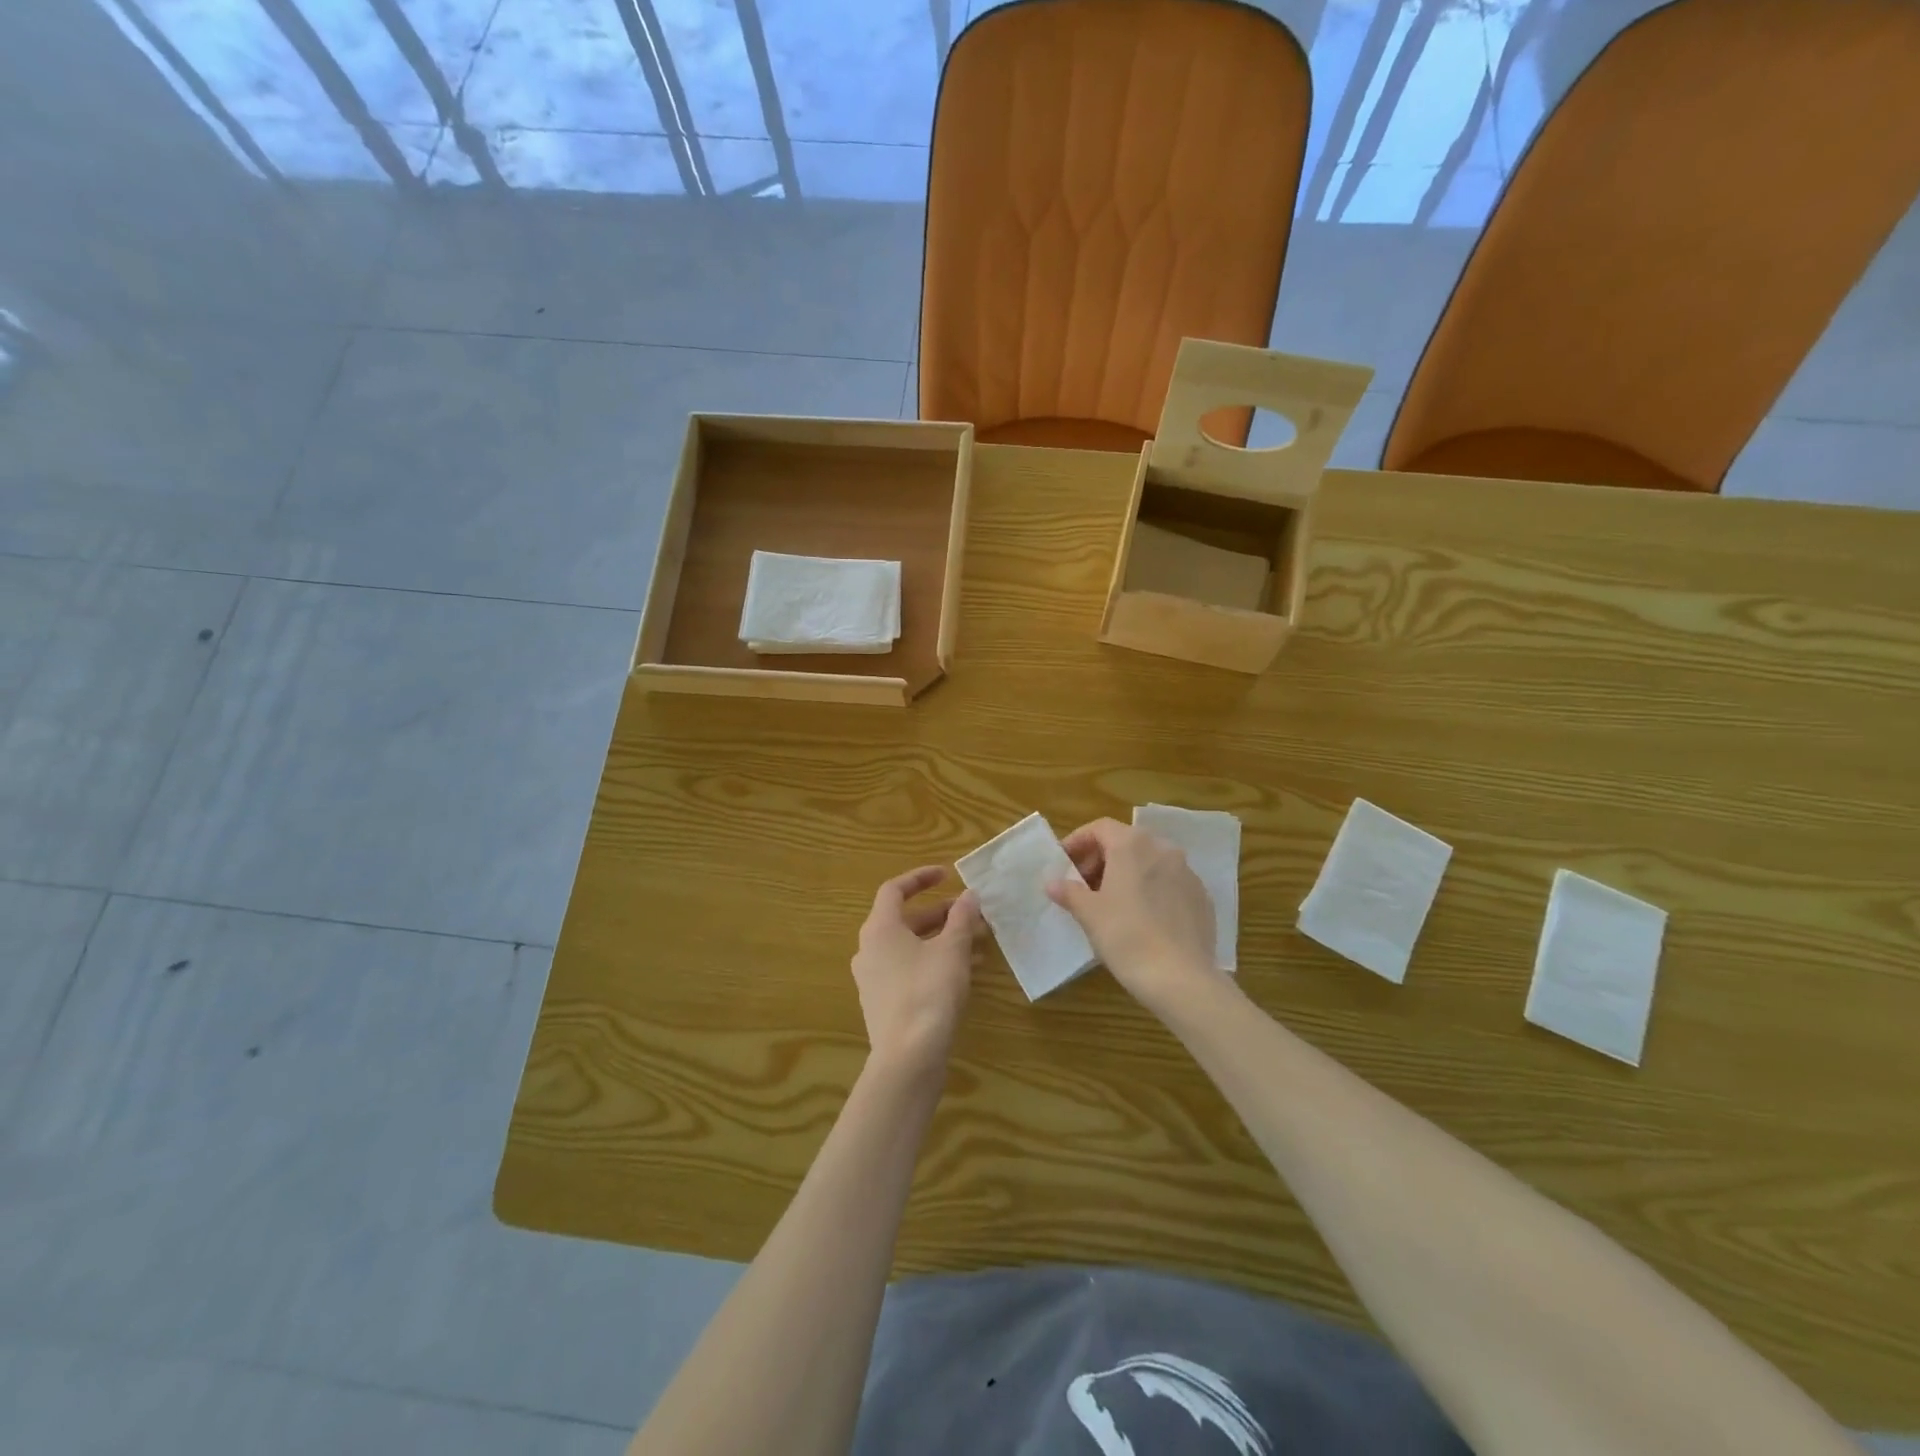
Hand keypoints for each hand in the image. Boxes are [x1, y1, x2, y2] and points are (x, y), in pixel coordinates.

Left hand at [852, 866, 980, 1079]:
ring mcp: (873, 978)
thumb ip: (961, 918)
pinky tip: (966, 972)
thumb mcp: (952, 950)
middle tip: (971, 913)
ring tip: (979, 942)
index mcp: (879, 929)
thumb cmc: (929, 992)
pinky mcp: (883, 1003)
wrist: (908, 1058)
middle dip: (941, 913)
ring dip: (942, 939)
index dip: (921, 877)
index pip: (894, 890)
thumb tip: (969, 895)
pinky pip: (909, 970)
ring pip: (910, 947)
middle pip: (905, 920)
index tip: (947, 874)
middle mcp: (869, 949)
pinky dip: (934, 962)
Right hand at [1046, 818, 1223, 1015]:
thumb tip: (1053, 883)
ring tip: (1110, 903)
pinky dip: (1150, 889)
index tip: (1064, 864)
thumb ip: (1069, 892)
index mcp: (1133, 845)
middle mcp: (1163, 849)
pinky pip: (1169, 883)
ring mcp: (1187, 873)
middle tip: (1083, 886)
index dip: (1078, 842)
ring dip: (1126, 873)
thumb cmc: (1126, 937)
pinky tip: (1141, 918)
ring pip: (1150, 862)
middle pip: (1126, 842)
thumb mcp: (1089, 914)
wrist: (1181, 978)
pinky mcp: (1202, 897)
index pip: (1100, 828)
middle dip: (1101, 859)